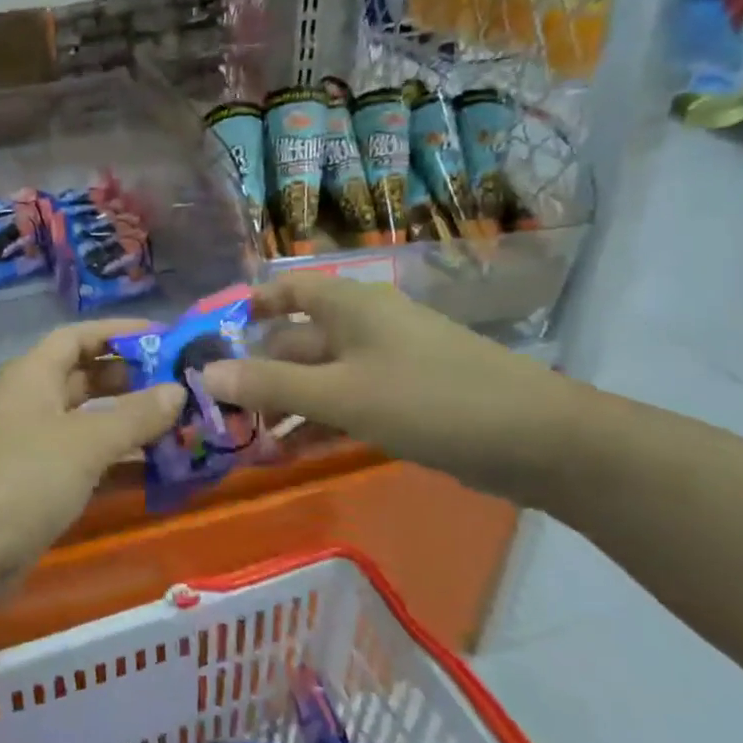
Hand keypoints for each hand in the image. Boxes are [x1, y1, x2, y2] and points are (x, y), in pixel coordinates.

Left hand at [0, 319, 185, 585]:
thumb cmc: (21, 480)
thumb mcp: (85, 443)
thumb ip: (135, 416)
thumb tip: (178, 390)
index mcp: (31, 376)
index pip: (77, 336)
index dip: (119, 332)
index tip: (166, 338)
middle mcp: (28, 403)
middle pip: (84, 378)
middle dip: (131, 380)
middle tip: (181, 388)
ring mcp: (28, 447)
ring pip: (86, 424)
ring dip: (129, 426)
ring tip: (181, 429)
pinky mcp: (33, 488)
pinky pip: (82, 463)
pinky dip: (115, 464)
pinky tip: (156, 474)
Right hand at [196, 274, 573, 485]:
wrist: (536, 440)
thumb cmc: (429, 400)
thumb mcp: (342, 394)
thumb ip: (271, 384)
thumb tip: (205, 373)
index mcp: (348, 305)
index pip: (287, 290)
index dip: (251, 307)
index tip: (215, 339)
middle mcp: (363, 326)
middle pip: (296, 341)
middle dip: (259, 373)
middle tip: (221, 411)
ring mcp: (385, 364)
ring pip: (320, 378)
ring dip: (286, 406)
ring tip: (250, 441)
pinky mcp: (404, 399)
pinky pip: (347, 403)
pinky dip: (318, 422)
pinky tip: (292, 452)